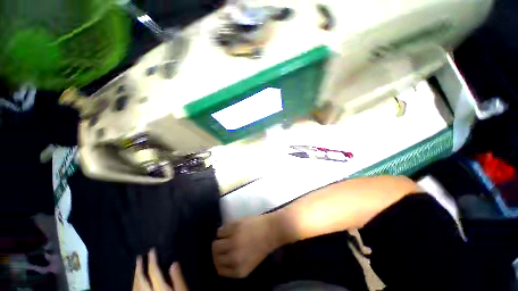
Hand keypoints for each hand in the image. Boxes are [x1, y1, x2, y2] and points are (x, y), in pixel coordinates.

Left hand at [133, 250, 187, 290]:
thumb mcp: (182, 290)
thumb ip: (177, 278)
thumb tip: (173, 263)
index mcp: (159, 288)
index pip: (153, 271)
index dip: (152, 260)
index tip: (152, 250)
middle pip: (141, 279)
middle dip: (139, 267)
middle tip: (139, 258)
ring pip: (135, 287)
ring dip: (135, 277)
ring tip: (137, 268)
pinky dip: (134, 286)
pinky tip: (135, 285)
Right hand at [212, 214, 283, 277]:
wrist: (272, 230)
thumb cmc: (263, 246)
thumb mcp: (249, 263)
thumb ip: (235, 265)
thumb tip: (221, 259)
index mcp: (239, 270)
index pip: (219, 269)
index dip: (219, 261)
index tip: (221, 255)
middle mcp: (233, 258)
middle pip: (215, 256)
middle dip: (217, 251)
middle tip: (223, 244)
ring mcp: (233, 242)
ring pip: (215, 244)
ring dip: (219, 240)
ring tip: (226, 236)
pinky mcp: (234, 228)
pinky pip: (220, 231)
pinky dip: (222, 230)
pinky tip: (229, 229)